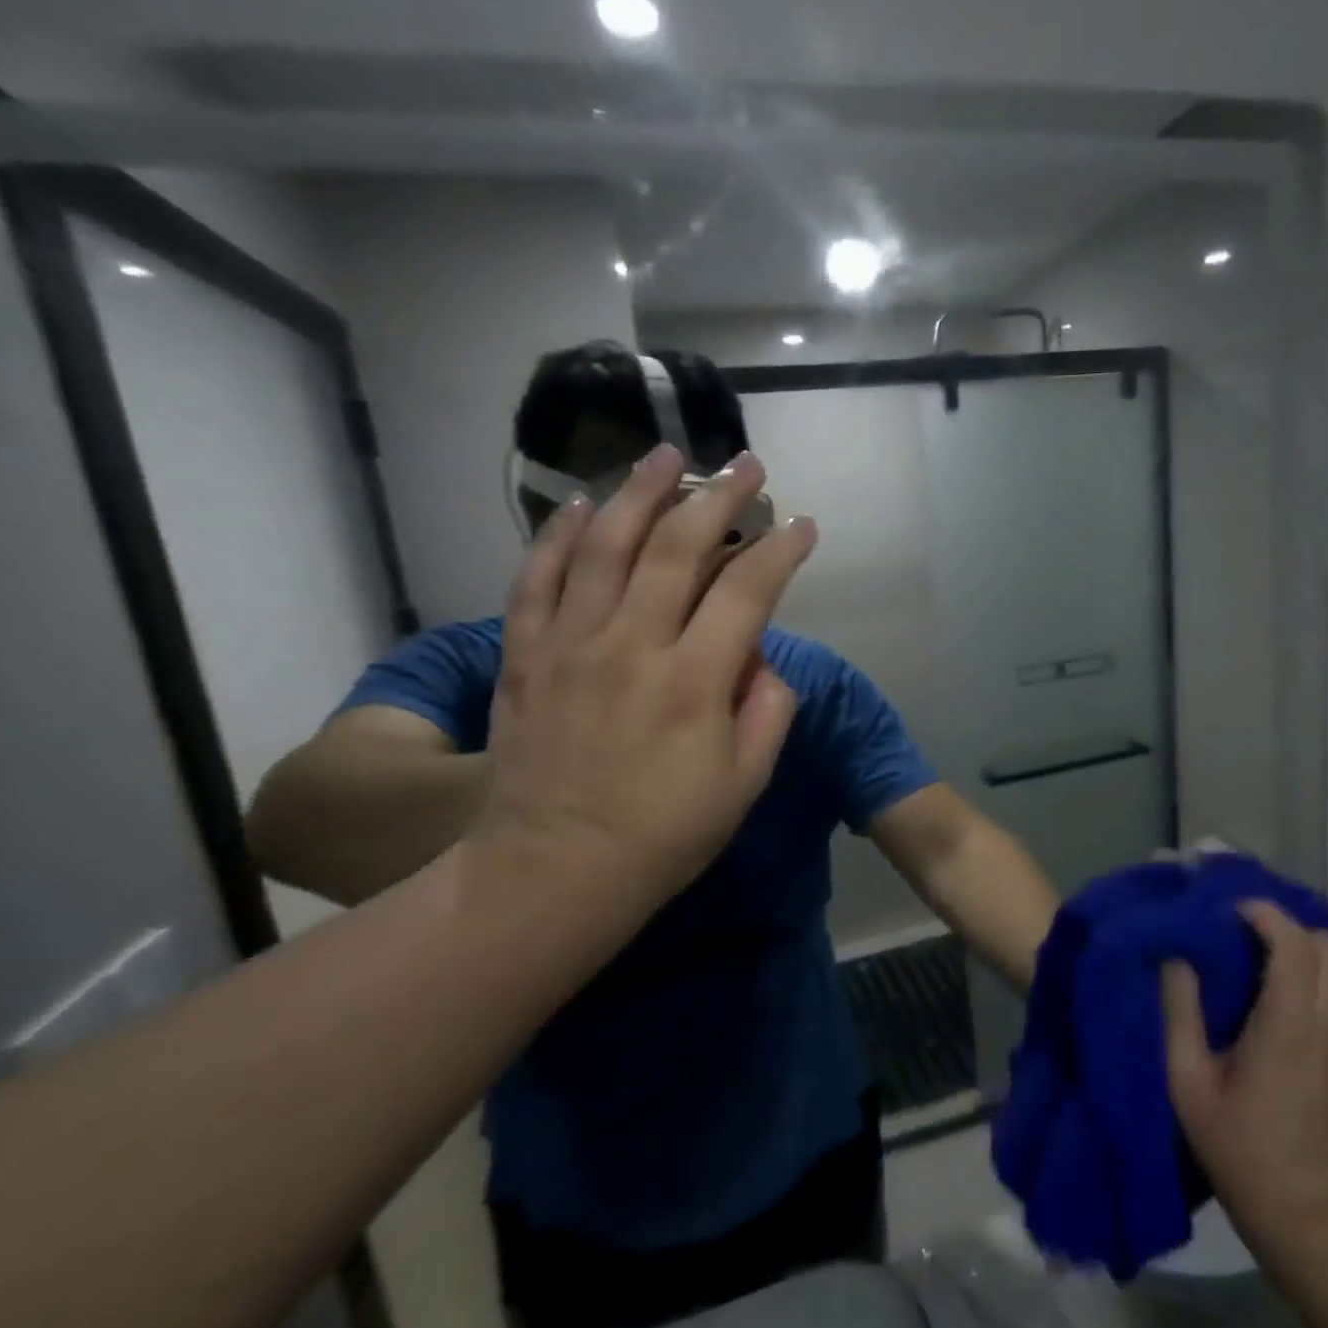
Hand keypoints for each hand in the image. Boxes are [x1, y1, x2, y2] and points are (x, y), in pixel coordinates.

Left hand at [468, 443, 816, 925]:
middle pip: (677, 548)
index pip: (748, 592)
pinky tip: (578, 505)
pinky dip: (557, 536)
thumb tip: (762, 658)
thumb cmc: (662, 836)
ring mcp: (570, 645)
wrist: (553, 871)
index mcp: (693, 682)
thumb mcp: (743, 786)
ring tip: (666, 455)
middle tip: (745, 464)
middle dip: (719, 497)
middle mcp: (632, 646)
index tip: (801, 525)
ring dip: (639, 492)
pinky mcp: (525, 656)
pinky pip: (537, 579)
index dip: (781, 551)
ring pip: (604, 545)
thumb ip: (768, 712)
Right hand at [1161, 902, 1327, 1263]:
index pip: (1294, 942)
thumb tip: (1176, 957)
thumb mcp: (1187, 1081)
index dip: (1262, 913)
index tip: (1225, 910)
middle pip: (1325, 943)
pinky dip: (1316, 967)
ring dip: (1302, 944)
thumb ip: (1180, 1011)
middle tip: (1237, 929)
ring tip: (1257, 950)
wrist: (1305, 1213)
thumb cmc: (1238, 1145)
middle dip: (1282, 923)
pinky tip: (1279, 983)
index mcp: (1288, 1024)